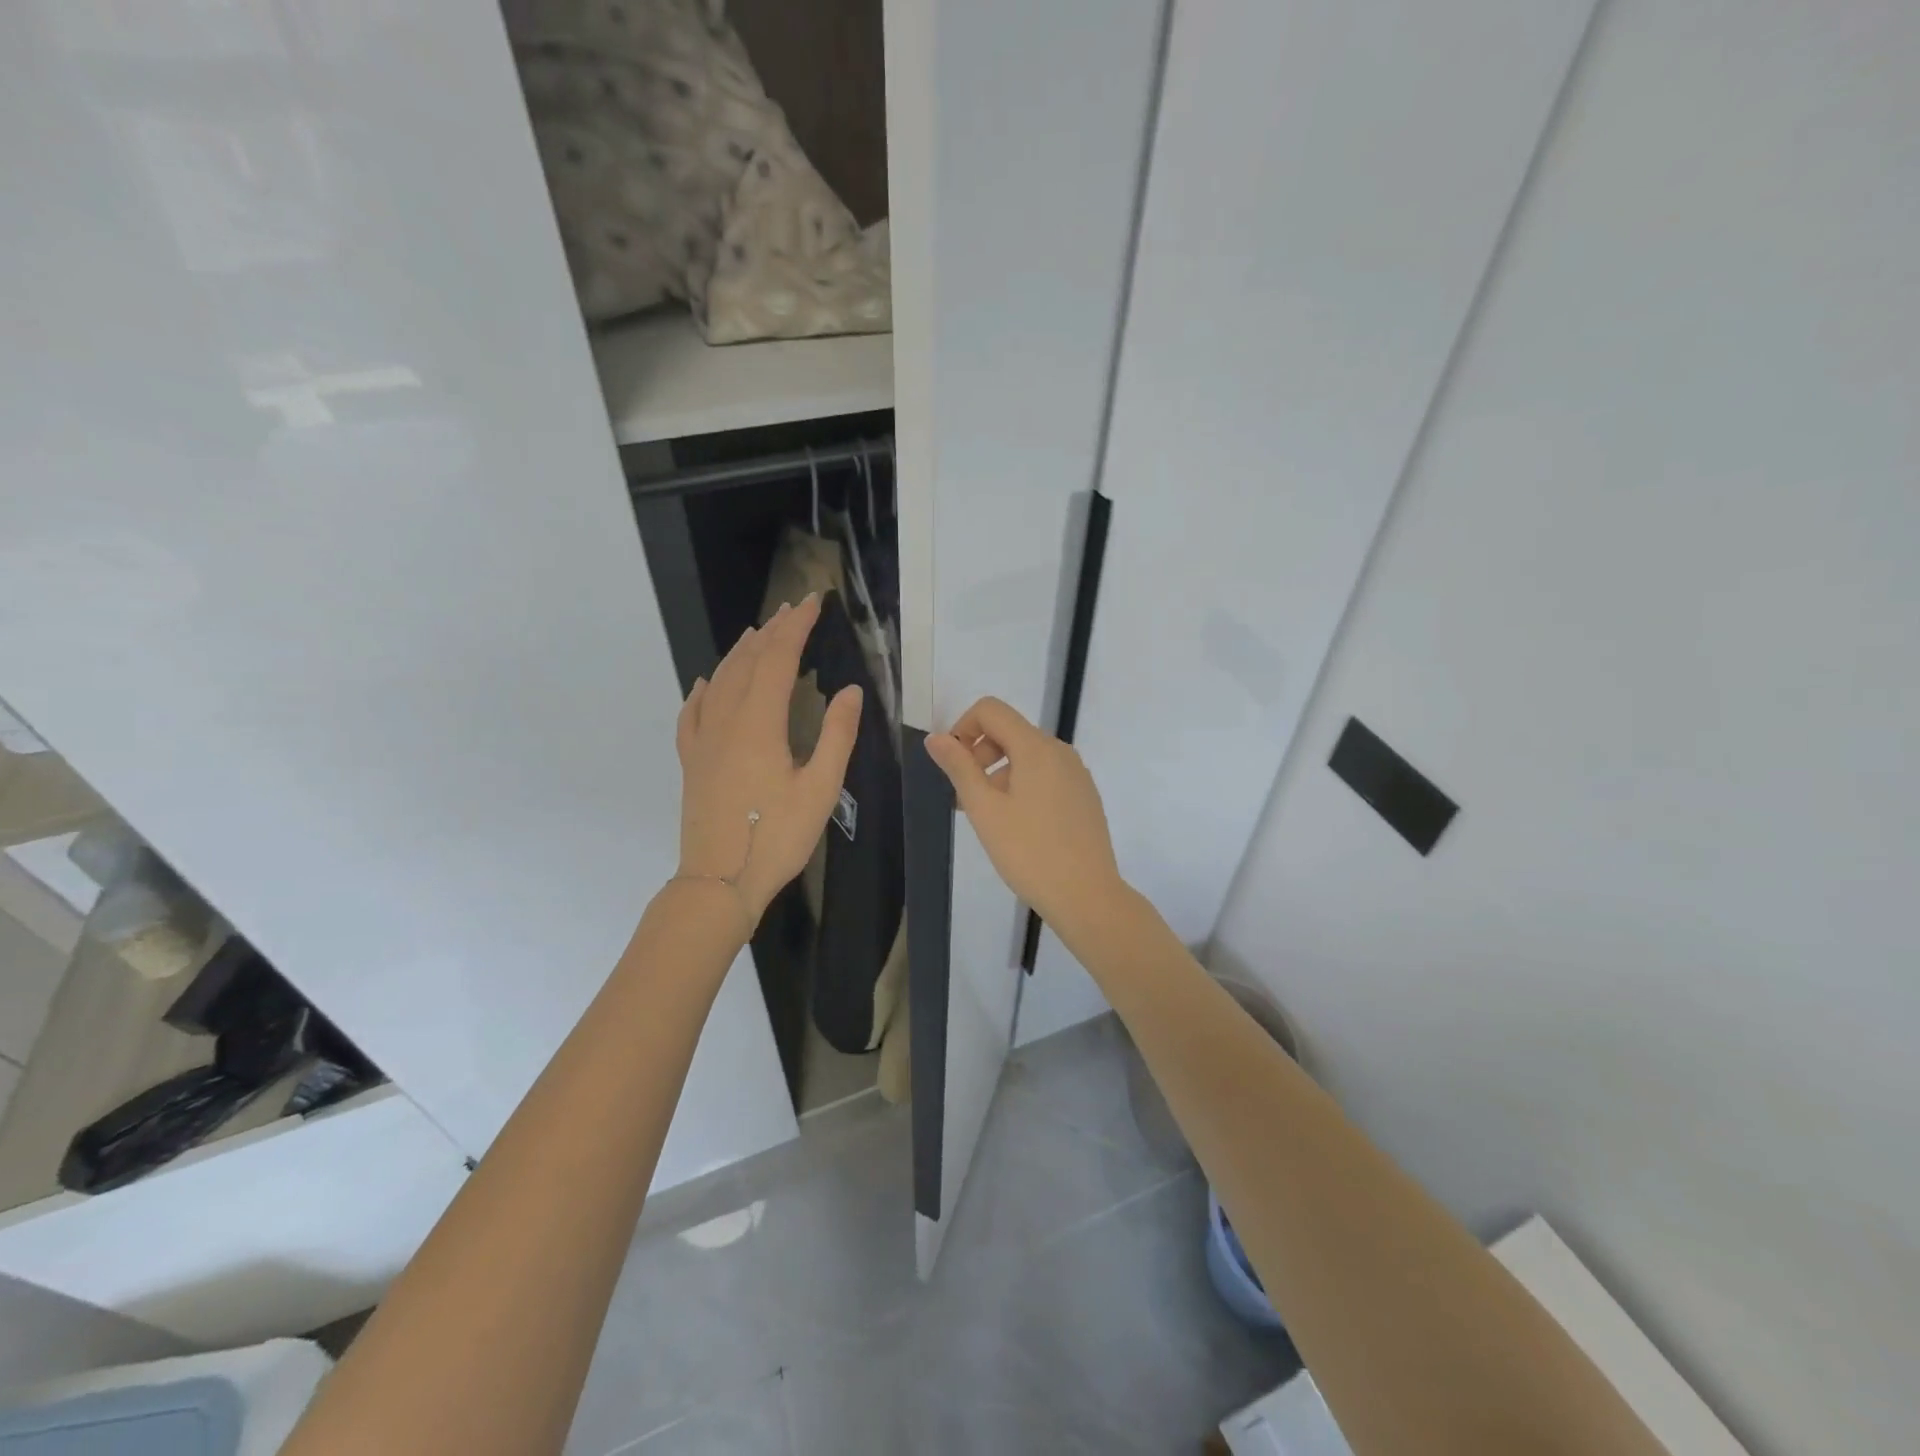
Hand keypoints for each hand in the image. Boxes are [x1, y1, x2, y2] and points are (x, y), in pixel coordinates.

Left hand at [676, 594, 860, 924]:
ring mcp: (703, 741)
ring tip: (757, 632)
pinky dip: (702, 690)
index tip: (812, 602)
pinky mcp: (691, 762)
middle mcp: (726, 722)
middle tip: (792, 609)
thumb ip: (837, 736)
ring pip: (719, 681)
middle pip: (747, 663)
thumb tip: (850, 690)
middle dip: (771, 631)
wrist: (719, 882)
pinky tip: (706, 682)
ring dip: (740, 652)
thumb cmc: (777, 837)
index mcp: (759, 724)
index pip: (777, 660)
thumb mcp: (821, 788)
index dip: (795, 627)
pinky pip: (692, 713)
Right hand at [924, 696, 1125, 933]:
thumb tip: (936, 738)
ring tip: (990, 818)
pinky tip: (1019, 826)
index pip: (991, 710)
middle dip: (980, 754)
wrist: (1087, 896)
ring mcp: (1077, 773)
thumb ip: (959, 768)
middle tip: (966, 798)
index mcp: (1036, 747)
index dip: (963, 728)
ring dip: (1000, 773)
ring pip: (1028, 755)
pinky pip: (1046, 774)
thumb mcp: (985, 810)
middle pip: (1010, 731)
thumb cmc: (1029, 852)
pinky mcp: (1084, 795)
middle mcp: (1060, 751)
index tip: (954, 766)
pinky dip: (1023, 785)